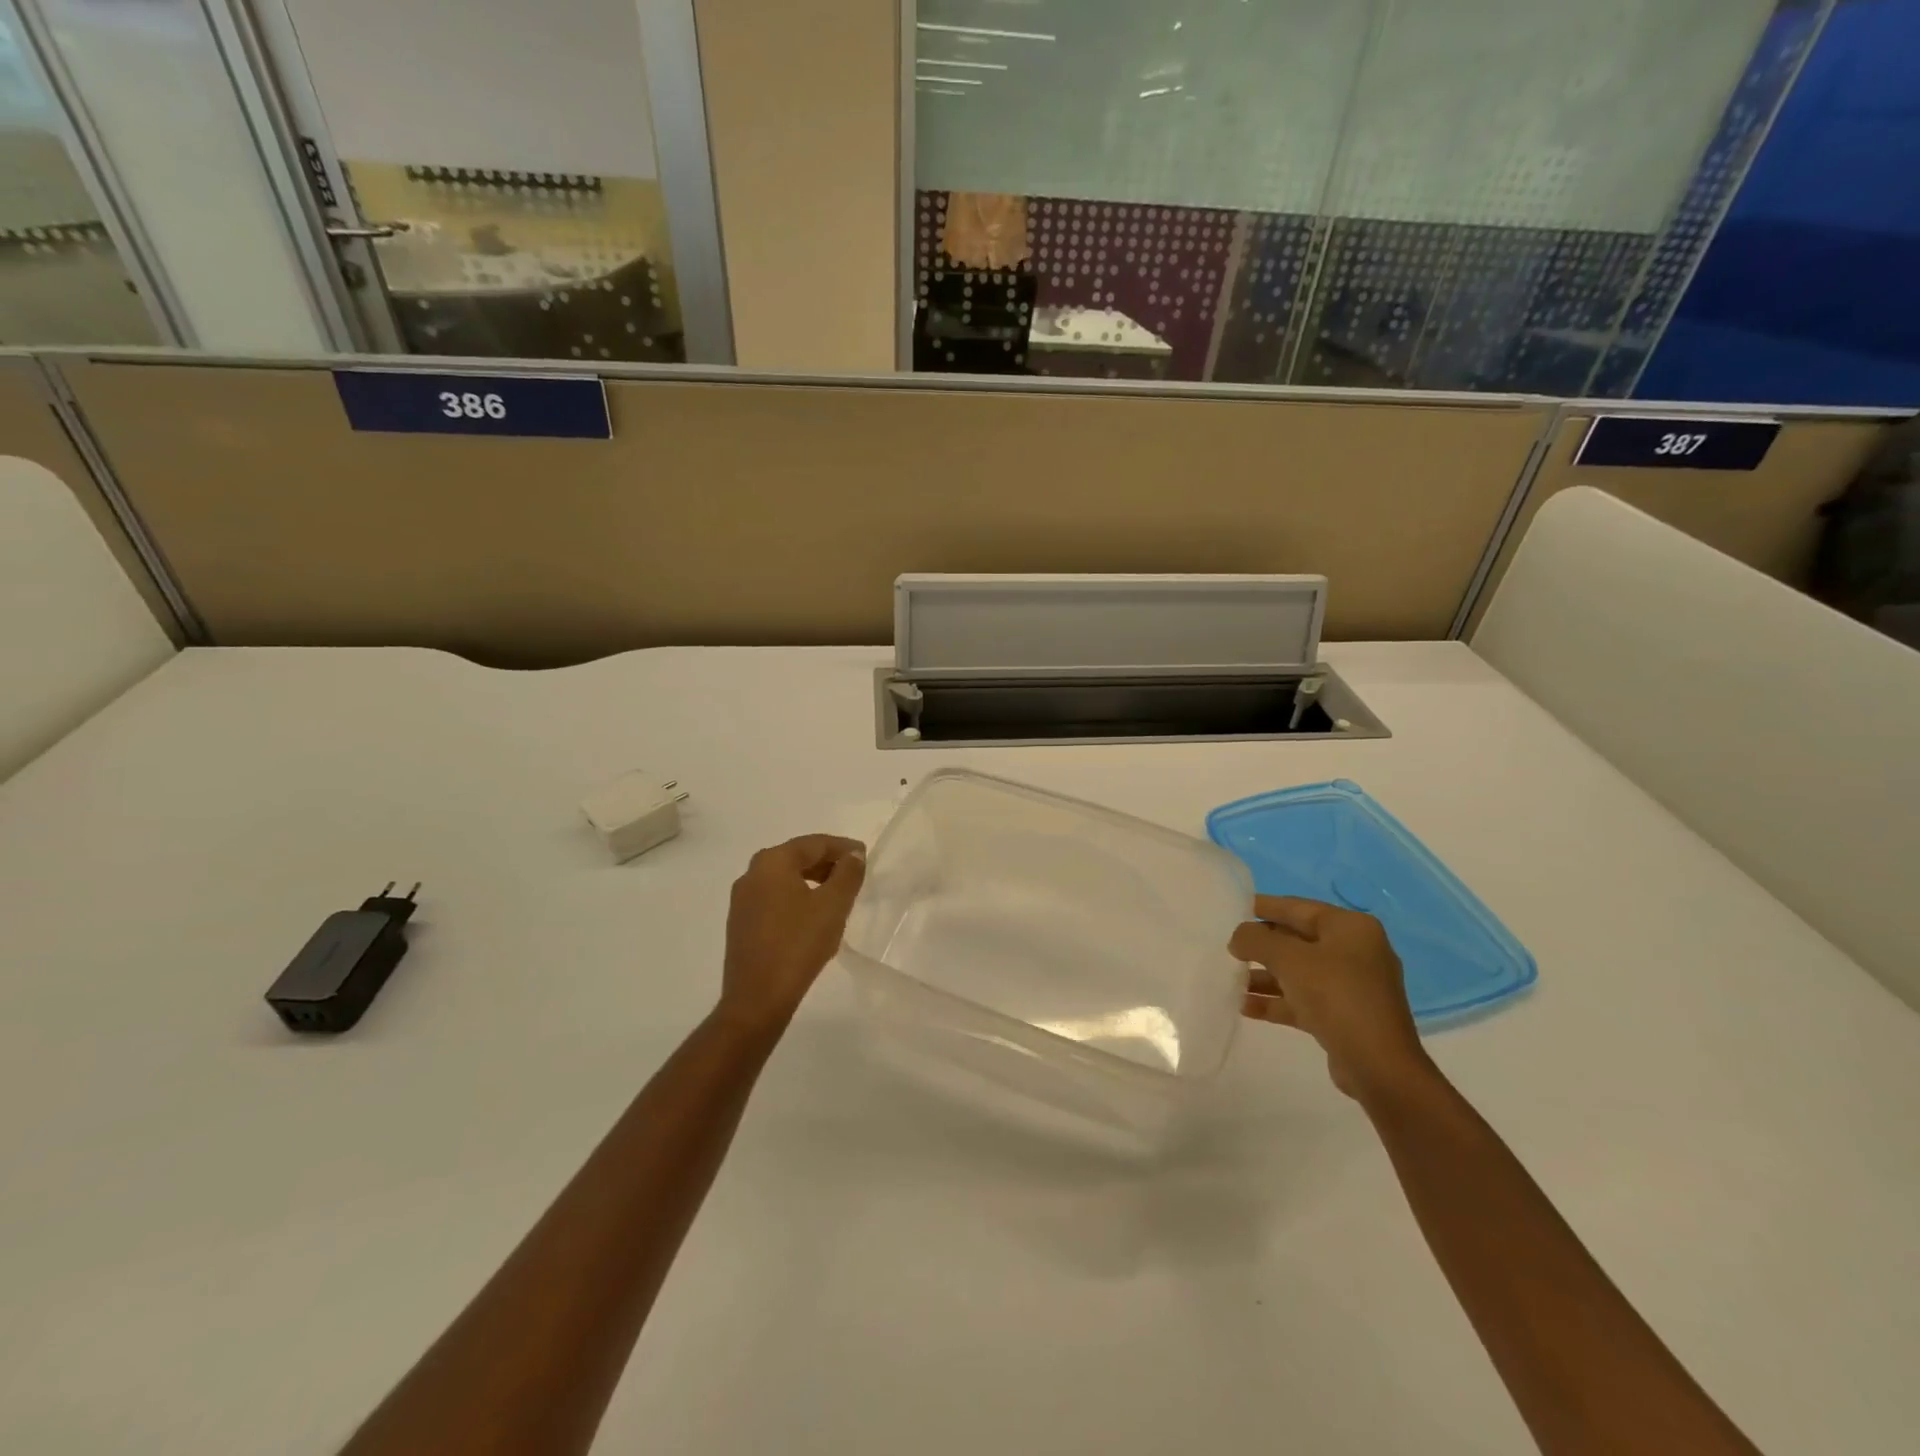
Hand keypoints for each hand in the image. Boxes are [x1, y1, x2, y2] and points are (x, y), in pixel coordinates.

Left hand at [719, 834, 865, 1031]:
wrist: (757, 998)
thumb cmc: (798, 944)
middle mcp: (752, 874)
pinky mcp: (741, 924)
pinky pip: (774, 899)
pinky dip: (797, 899)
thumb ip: (847, 874)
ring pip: (785, 879)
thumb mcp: (833, 906)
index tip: (865, 856)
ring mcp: (742, 900)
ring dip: (812, 881)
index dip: (842, 848)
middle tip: (854, 875)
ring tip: (838, 896)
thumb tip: (853, 855)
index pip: (814, 843)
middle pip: (796, 858)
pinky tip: (813, 917)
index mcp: (772, 862)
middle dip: (827, 863)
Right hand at [1230, 895, 1433, 1103]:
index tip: (1234, 908)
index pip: (1298, 907)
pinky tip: (1245, 1007)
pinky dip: (1277, 1001)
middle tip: (1228, 948)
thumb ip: (1256, 939)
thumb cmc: (1335, 996)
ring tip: (1231, 981)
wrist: (1378, 1066)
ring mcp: (1351, 986)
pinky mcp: (1344, 1016)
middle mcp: (1355, 951)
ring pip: (1298, 972)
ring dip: (1265, 976)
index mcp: (1350, 928)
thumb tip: (1239, 937)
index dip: (1264, 907)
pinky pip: (1303, 999)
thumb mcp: (1288, 959)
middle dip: (1262, 946)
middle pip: (1297, 940)